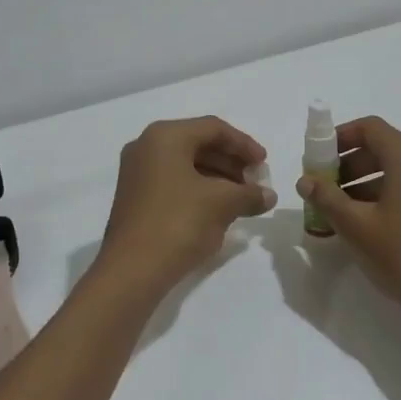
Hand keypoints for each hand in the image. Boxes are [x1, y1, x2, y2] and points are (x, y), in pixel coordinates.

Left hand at [92, 117, 275, 297]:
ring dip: (217, 178)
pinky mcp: (135, 197)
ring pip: (186, 164)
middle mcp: (146, 146)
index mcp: (165, 136)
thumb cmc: (179, 223)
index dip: (244, 144)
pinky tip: (218, 210)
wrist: (132, 270)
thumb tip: (268, 196)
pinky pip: (173, 181)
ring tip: (242, 199)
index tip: (264, 164)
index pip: (213, 128)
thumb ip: (249, 194)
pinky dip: (199, 189)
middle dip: (231, 162)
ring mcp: (137, 172)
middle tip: (255, 183)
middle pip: (198, 144)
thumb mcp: (222, 204)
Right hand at [296, 116, 400, 341]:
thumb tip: (306, 181)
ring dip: (369, 182)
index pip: (370, 128)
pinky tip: (373, 223)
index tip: (319, 158)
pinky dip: (392, 194)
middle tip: (326, 189)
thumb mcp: (357, 227)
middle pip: (385, 147)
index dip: (340, 138)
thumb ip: (327, 198)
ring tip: (343, 212)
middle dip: (351, 164)